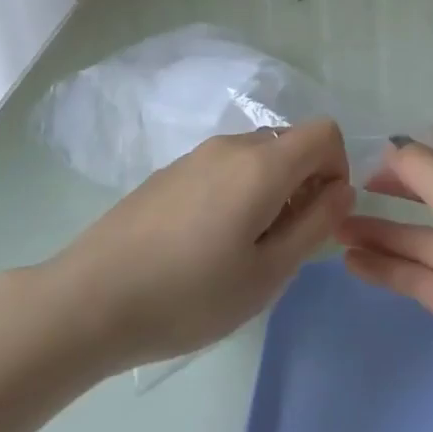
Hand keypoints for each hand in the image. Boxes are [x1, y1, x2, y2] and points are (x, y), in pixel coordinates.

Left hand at [54, 120, 354, 370]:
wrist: (90, 299)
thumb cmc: (189, 295)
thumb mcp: (267, 274)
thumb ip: (314, 225)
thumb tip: (342, 189)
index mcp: (260, 164)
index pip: (324, 132)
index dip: (337, 169)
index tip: (321, 217)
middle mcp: (230, 145)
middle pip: (290, 143)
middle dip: (304, 184)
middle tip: (283, 244)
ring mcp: (194, 156)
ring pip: (256, 157)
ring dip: (270, 191)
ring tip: (242, 251)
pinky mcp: (169, 172)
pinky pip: (223, 169)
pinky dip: (237, 193)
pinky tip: (205, 245)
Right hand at [338, 124, 432, 431]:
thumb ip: (427, 171)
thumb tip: (397, 147)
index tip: (428, 133)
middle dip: (407, 186)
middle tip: (360, 184)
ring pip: (426, 241)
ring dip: (385, 232)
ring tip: (337, 228)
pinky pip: (421, 279)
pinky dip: (389, 268)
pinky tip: (353, 263)